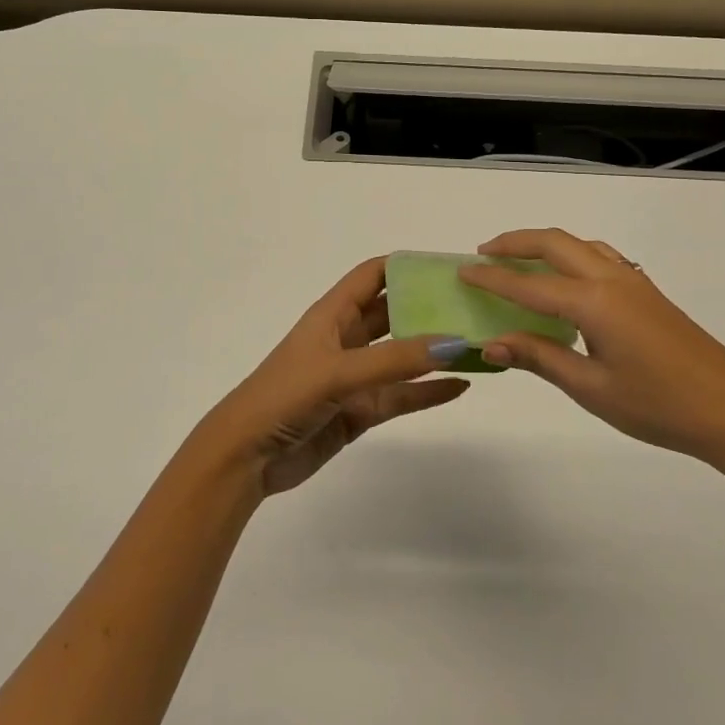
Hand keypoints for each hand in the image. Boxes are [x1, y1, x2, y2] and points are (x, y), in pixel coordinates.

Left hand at [198, 257, 469, 496]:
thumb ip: (395, 360)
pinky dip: (428, 391)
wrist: (246, 458)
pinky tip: (460, 386)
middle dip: (429, 307)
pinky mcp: (359, 411)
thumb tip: (455, 342)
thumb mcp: (339, 371)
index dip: (408, 266)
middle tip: (476, 305)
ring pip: (402, 357)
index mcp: (333, 314)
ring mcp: (354, 376)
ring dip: (434, 352)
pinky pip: (400, 395)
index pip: (374, 275)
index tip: (449, 267)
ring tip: (477, 344)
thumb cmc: (284, 396)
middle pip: (394, 313)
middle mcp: (346, 339)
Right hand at [459, 228, 724, 462]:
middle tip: (483, 253)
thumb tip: (492, 344)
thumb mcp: (590, 388)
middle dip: (515, 243)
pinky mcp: (647, 292)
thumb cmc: (658, 406)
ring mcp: (634, 282)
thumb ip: (540, 357)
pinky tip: (567, 279)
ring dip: (544, 244)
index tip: (462, 271)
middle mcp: (611, 280)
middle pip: (554, 243)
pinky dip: (571, 254)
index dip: (492, 278)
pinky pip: (600, 256)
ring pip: (579, 244)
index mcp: (593, 303)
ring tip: (519, 259)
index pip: (529, 285)